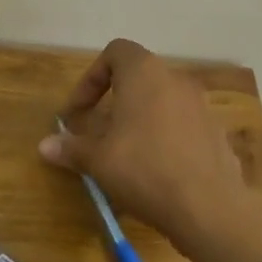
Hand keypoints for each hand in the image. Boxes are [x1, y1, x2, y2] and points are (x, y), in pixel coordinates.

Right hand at [38, 39, 261, 261]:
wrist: (210, 209)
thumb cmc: (145, 171)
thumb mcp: (98, 161)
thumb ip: (71, 148)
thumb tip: (45, 145)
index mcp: (145, 74)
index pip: (116, 52)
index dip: (92, 78)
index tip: (80, 112)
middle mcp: (176, 80)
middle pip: (139, 78)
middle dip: (114, 102)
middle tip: (98, 134)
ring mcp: (202, 106)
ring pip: (162, 102)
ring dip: (139, 120)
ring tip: (125, 154)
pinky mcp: (217, 133)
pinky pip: (182, 125)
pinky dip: (164, 137)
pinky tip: (155, 171)